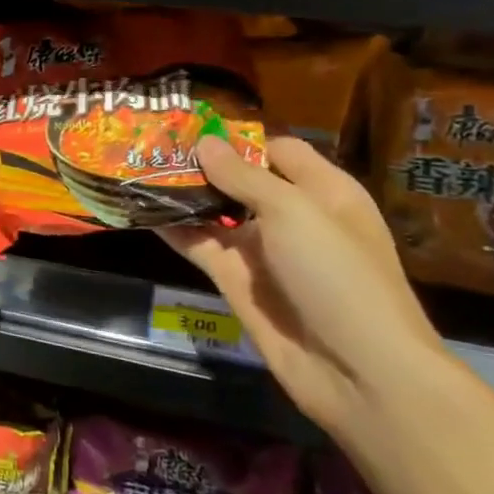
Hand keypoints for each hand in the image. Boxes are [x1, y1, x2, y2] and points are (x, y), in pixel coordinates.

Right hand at [159, 135, 452, 443]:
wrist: (356, 370)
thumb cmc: (337, 274)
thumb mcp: (294, 212)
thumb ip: (243, 176)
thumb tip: (204, 143)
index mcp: (322, 191)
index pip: (276, 150)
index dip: (238, 137)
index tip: (190, 124)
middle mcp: (290, 216)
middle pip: (240, 179)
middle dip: (200, 163)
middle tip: (150, 141)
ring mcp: (260, 251)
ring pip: (214, 212)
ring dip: (181, 194)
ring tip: (136, 168)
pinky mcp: (235, 281)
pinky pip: (199, 246)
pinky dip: (172, 229)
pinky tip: (140, 209)